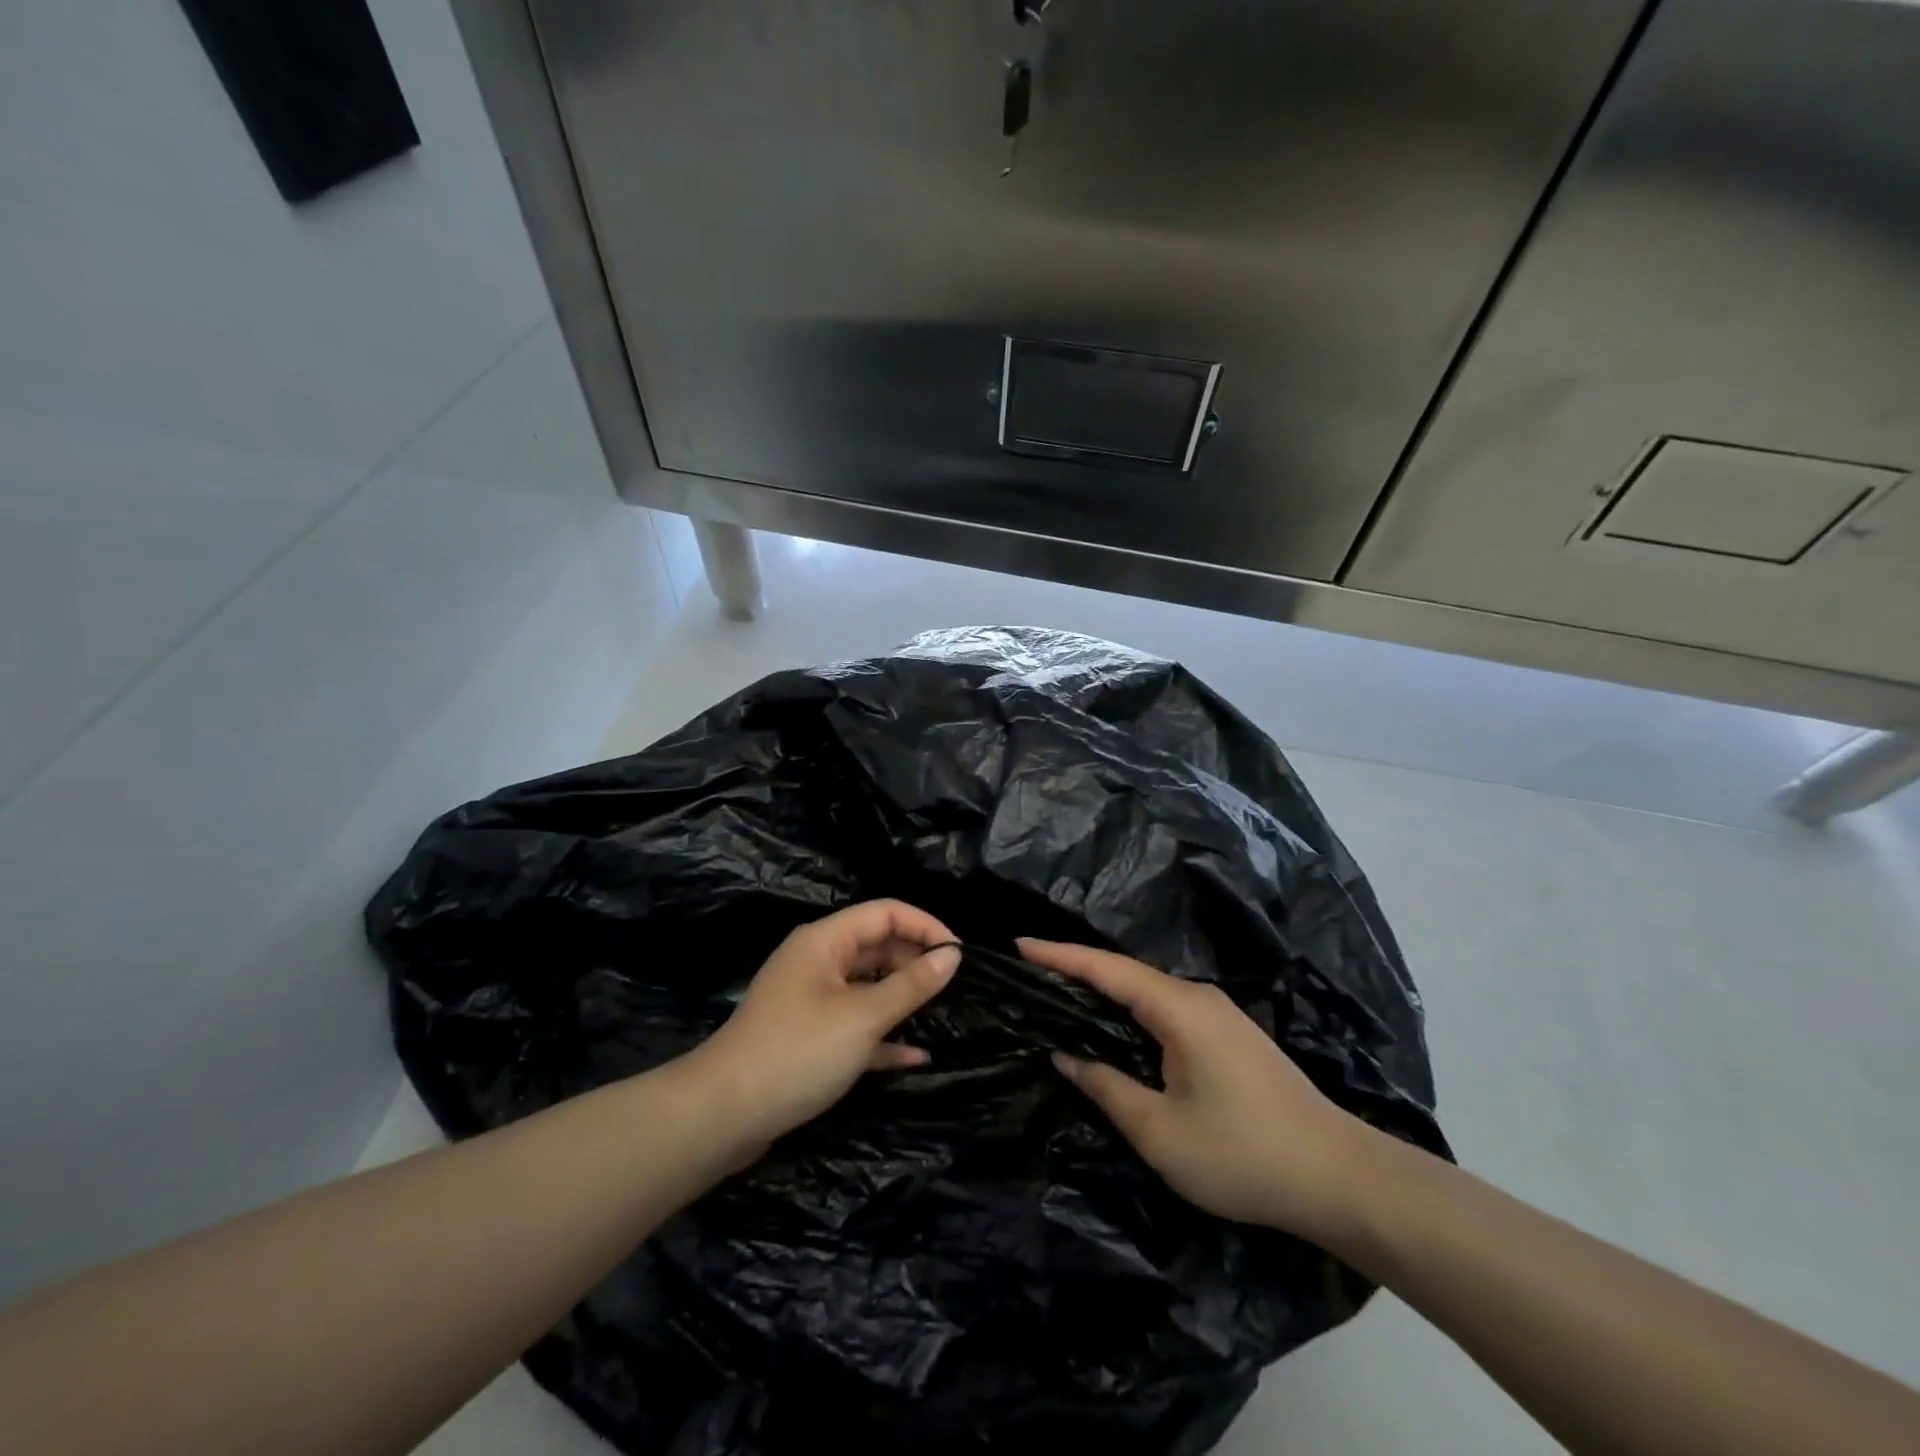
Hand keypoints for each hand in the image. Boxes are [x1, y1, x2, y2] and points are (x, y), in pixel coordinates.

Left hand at [687, 900, 960, 1152]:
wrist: (723, 1114)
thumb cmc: (798, 1051)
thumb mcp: (862, 1017)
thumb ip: (911, 985)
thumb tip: (952, 955)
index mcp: (825, 941)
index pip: (884, 912)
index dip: (925, 925)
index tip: (959, 953)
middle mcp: (818, 962)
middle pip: (877, 947)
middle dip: (915, 962)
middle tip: (955, 988)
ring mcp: (812, 1000)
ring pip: (868, 987)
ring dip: (902, 1000)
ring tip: (942, 1015)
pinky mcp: (809, 1037)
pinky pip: (856, 1024)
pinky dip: (883, 1035)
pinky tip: (916, 1056)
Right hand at [1020, 938, 1372, 1242]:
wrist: (1341, 1177)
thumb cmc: (1243, 1154)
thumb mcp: (1160, 1131)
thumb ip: (1106, 1086)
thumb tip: (1065, 1055)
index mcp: (1178, 1008)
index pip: (1106, 968)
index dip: (1059, 954)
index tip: (1019, 943)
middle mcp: (1198, 998)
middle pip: (1125, 973)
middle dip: (1076, 969)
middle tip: (1029, 974)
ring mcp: (1218, 1015)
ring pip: (1147, 992)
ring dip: (1104, 991)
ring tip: (1060, 998)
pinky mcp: (1229, 1037)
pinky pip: (1166, 1010)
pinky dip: (1130, 1010)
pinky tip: (1114, 1029)